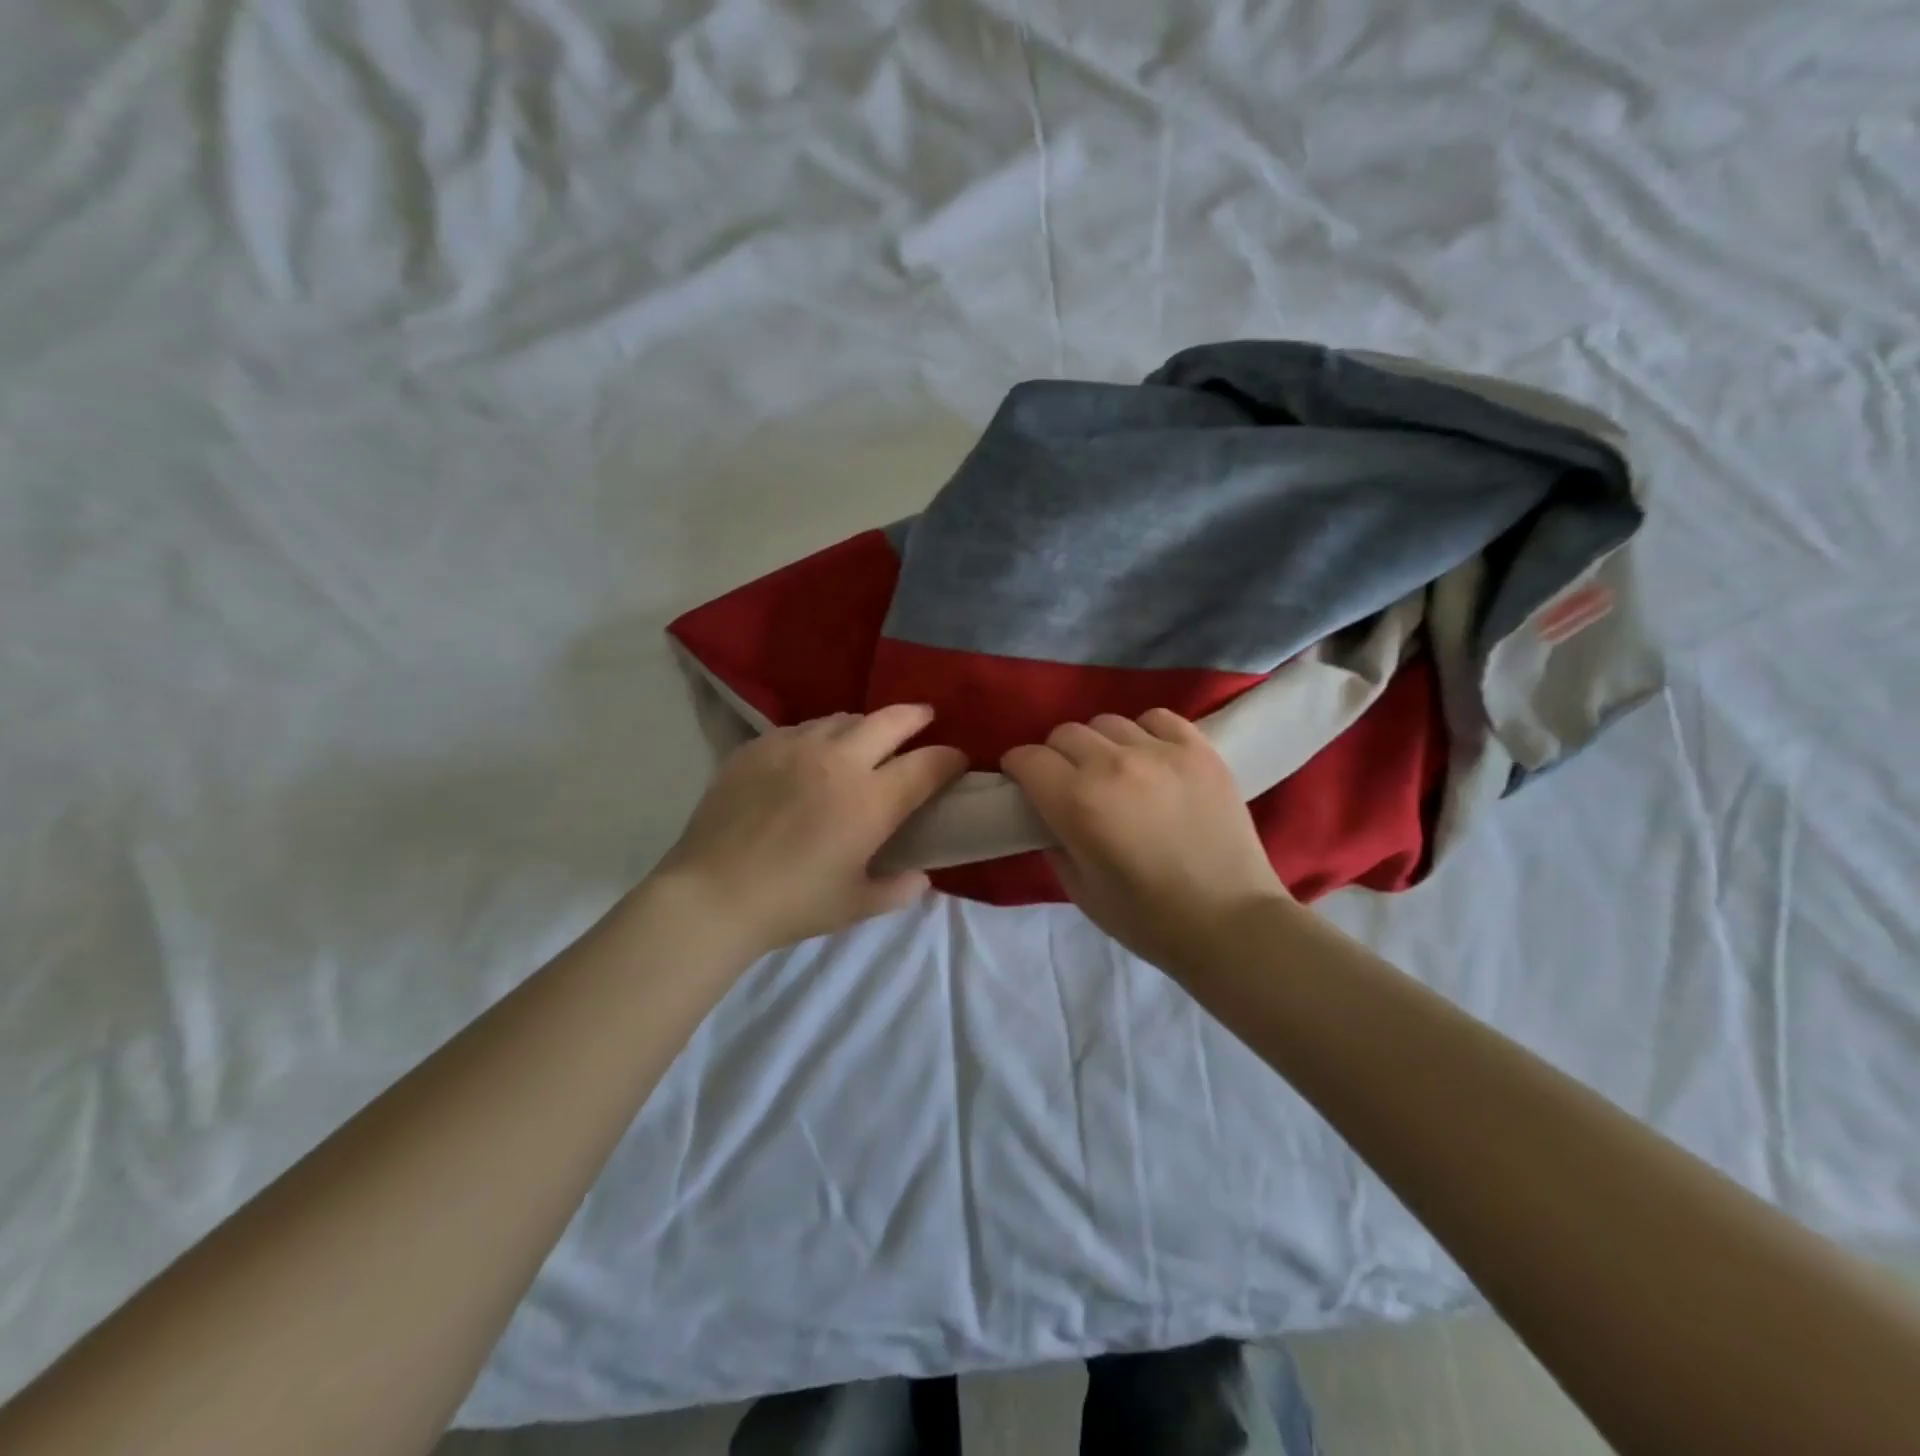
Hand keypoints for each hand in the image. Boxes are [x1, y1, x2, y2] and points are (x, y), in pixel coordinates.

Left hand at [650, 704, 967, 957]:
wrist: (711, 894)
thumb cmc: (791, 904)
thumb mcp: (855, 905)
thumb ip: (898, 889)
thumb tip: (920, 876)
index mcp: (871, 800)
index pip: (927, 765)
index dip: (949, 759)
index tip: (957, 760)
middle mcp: (839, 760)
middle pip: (890, 720)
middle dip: (916, 716)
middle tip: (925, 719)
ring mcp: (795, 746)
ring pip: (844, 717)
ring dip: (866, 725)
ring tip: (867, 738)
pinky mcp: (759, 746)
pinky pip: (801, 727)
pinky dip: (821, 735)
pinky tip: (813, 754)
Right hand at [1001, 709, 1292, 974]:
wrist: (1230, 922)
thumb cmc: (1147, 918)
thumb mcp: (1080, 890)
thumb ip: (1054, 842)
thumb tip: (1050, 815)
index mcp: (1077, 802)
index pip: (1028, 759)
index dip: (1019, 770)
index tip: (1024, 784)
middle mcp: (1113, 764)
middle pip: (1065, 733)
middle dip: (1056, 756)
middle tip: (1068, 782)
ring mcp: (1160, 752)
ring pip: (1108, 722)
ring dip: (1099, 744)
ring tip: (1113, 770)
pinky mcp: (1199, 750)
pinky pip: (1157, 718)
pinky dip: (1144, 732)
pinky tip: (1150, 758)